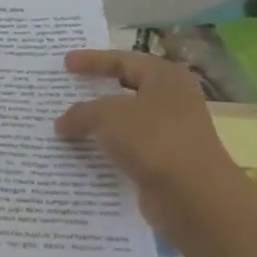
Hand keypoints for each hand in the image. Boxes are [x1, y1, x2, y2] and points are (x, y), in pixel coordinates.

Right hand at [55, 50, 250, 231]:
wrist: (193, 196)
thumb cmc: (152, 139)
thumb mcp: (106, 115)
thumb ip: (80, 112)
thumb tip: (62, 123)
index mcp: (165, 77)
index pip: (123, 60)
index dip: (92, 60)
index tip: (65, 63)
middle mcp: (173, 100)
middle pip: (127, 89)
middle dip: (96, 92)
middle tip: (68, 90)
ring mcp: (172, 133)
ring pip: (127, 122)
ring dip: (99, 124)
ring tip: (67, 124)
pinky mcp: (166, 163)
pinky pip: (129, 149)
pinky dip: (107, 149)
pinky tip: (84, 154)